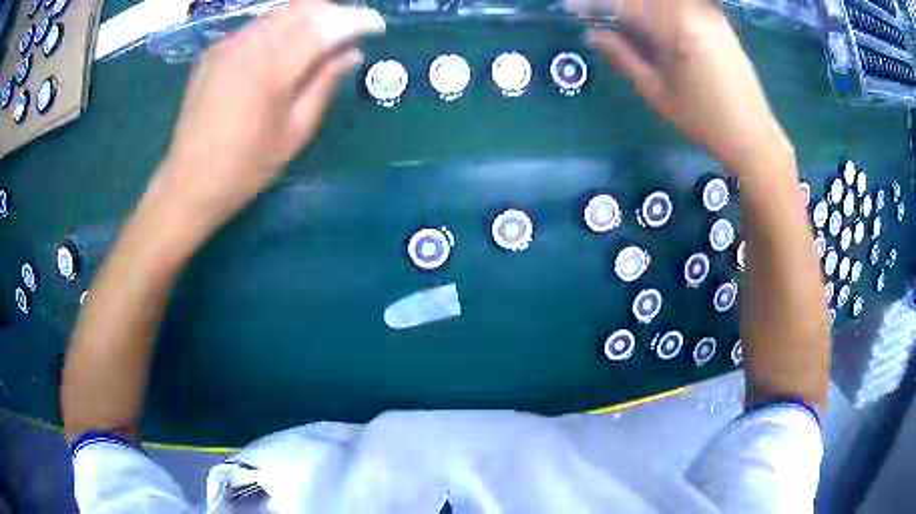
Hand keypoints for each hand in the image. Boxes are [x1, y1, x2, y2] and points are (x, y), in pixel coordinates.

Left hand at [153, 0, 384, 232]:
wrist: (189, 183)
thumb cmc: (246, 167)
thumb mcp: (295, 131)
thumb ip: (324, 84)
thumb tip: (352, 54)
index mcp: (271, 68)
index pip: (324, 26)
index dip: (356, 20)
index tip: (377, 26)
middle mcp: (248, 44)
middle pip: (302, 8)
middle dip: (333, 13)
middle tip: (350, 32)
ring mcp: (226, 45)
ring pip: (278, 14)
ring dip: (307, 19)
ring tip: (321, 41)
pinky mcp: (213, 52)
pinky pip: (256, 27)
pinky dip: (280, 30)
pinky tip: (283, 51)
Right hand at [567, 0, 792, 175]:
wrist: (753, 135)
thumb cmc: (704, 120)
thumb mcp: (657, 92)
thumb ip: (624, 56)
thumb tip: (594, 34)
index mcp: (677, 27)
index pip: (626, 4)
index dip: (596, 4)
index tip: (572, 8)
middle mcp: (694, 10)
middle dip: (620, 5)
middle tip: (601, 15)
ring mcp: (709, 14)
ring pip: (664, 1)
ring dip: (640, 7)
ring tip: (627, 25)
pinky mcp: (719, 21)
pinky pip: (683, 5)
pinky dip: (662, 9)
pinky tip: (656, 26)